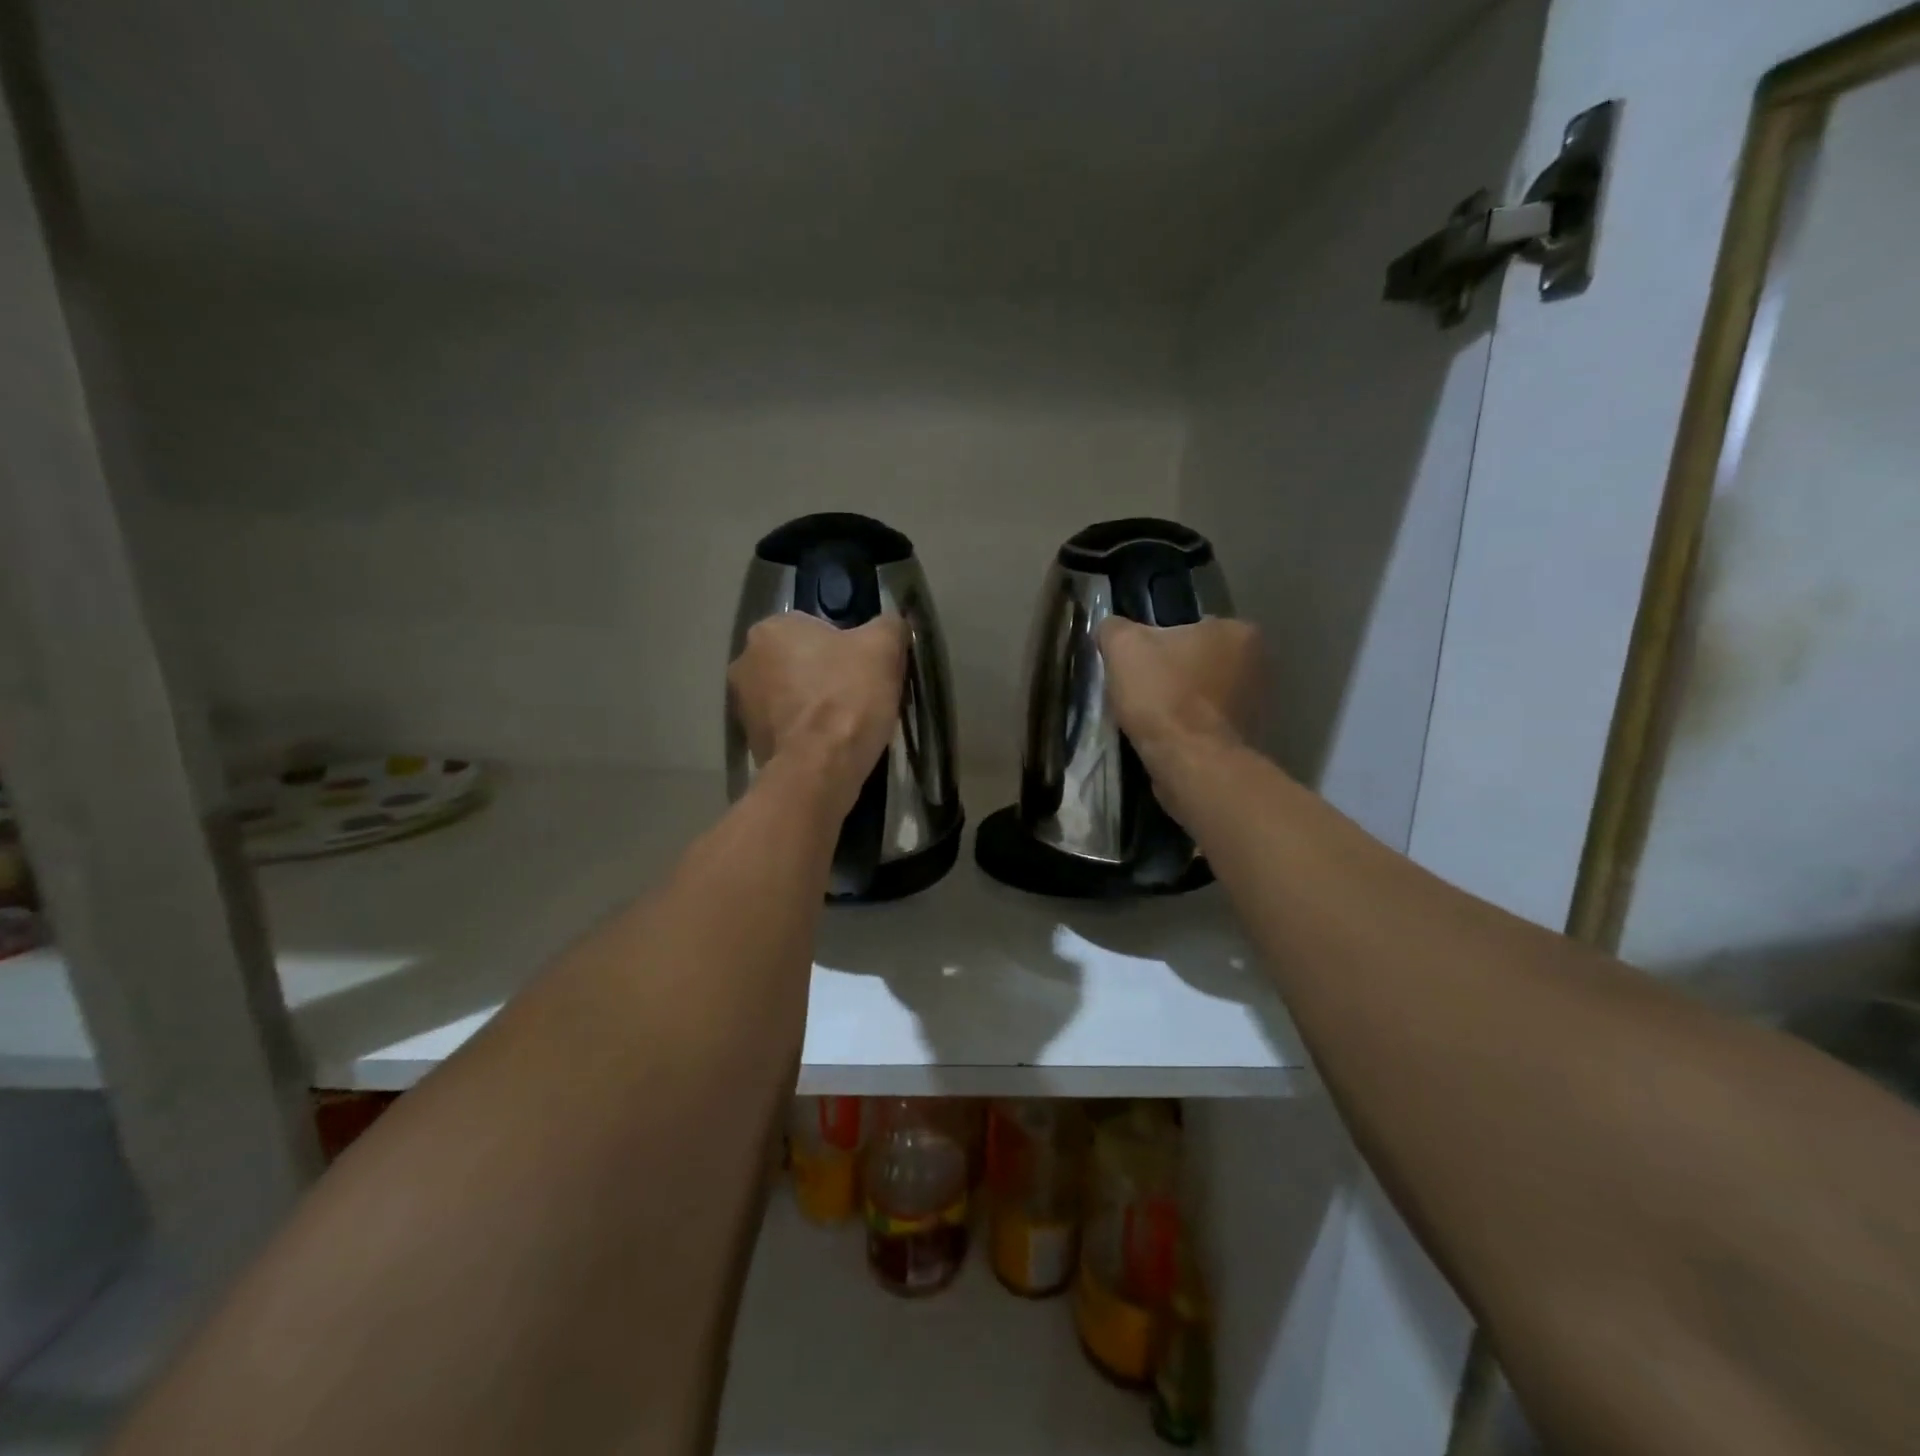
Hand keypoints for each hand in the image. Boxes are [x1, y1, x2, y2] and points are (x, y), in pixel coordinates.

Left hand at [728, 613, 907, 811]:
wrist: (819, 768)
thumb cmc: (848, 697)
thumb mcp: (884, 648)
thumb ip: (889, 626)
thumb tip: (893, 624)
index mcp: (771, 628)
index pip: (816, 628)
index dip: (848, 648)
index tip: (867, 670)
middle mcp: (745, 660)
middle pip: (800, 661)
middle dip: (827, 675)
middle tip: (861, 696)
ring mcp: (742, 704)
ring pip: (792, 695)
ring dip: (815, 705)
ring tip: (848, 725)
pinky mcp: (749, 741)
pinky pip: (786, 727)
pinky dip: (806, 733)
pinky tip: (831, 745)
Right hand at [1097, 617, 1261, 765]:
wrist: (1191, 764)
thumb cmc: (1163, 695)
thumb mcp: (1123, 647)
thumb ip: (1115, 628)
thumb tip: (1111, 628)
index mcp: (1237, 631)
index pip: (1189, 627)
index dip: (1157, 645)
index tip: (1138, 665)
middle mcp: (1259, 662)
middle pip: (1198, 661)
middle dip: (1173, 673)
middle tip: (1141, 691)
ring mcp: (1258, 704)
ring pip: (1204, 694)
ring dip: (1182, 703)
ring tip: (1151, 718)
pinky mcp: (1250, 739)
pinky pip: (1210, 724)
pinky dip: (1191, 729)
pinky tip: (1169, 738)